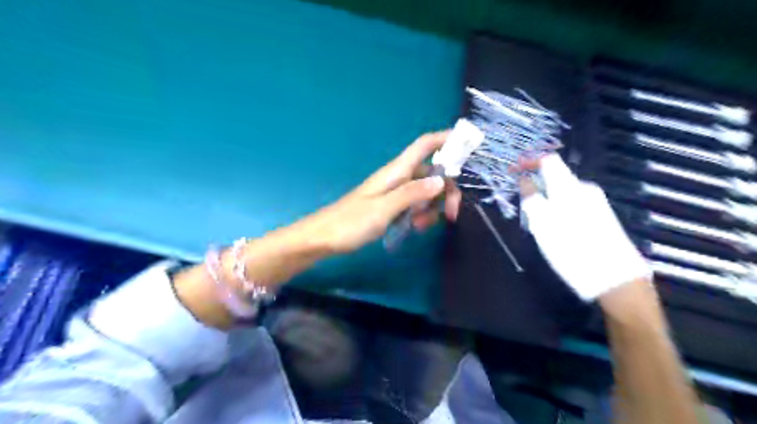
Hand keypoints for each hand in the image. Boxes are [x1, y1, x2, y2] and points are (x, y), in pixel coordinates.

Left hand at [297, 131, 460, 253]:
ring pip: (426, 191)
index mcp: (396, 171)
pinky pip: (415, 204)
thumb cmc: (350, 223)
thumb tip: (441, 179)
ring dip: (432, 207)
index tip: (469, 144)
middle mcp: (398, 177)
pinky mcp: (391, 205)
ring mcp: (395, 192)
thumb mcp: (383, 209)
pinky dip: (421, 214)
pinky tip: (414, 228)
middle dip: (446, 191)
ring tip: (420, 226)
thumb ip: (411, 194)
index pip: (424, 145)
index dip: (446, 139)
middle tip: (450, 215)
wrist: (324, 238)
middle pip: (433, 172)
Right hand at [521, 155, 650, 298]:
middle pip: (555, 175)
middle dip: (534, 183)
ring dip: (545, 197)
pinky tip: (554, 227)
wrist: (615, 279)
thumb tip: (524, 179)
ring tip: (534, 219)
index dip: (528, 161)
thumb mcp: (542, 223)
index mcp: (569, 187)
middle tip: (520, 200)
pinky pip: (571, 203)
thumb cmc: (571, 249)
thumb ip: (531, 197)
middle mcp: (584, 189)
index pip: (548, 160)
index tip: (513, 169)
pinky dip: (557, 208)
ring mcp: (595, 202)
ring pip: (562, 191)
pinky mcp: (600, 216)